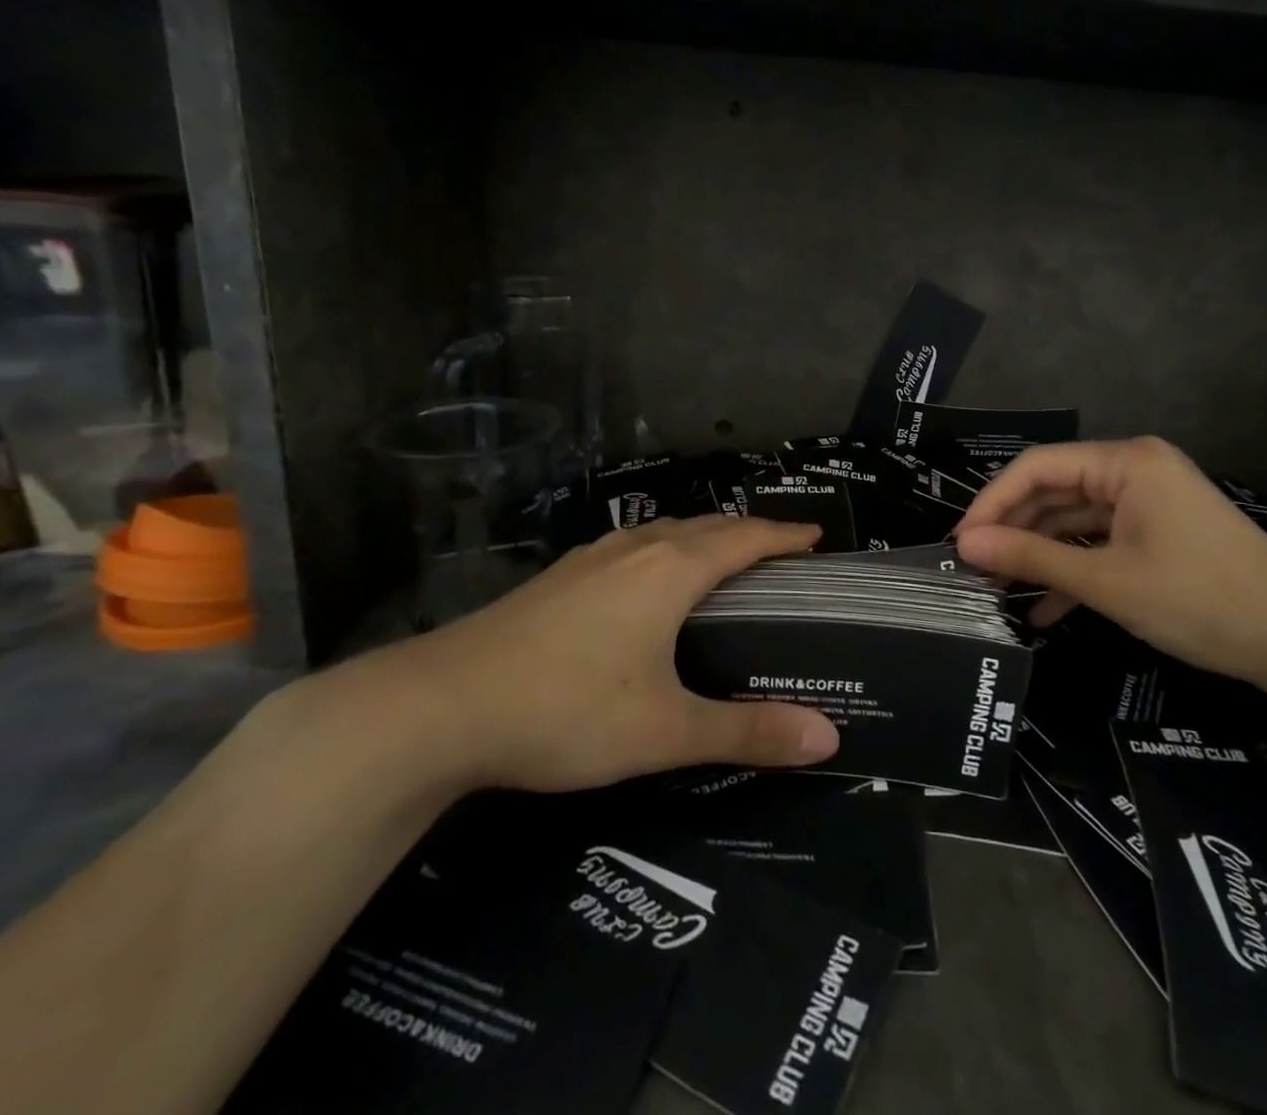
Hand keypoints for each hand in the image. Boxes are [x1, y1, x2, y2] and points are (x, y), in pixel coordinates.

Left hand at [375, 516, 839, 792]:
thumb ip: (747, 732)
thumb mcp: (664, 731)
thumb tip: (828, 739)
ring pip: (665, 533)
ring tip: (724, 565)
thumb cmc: (565, 709)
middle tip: (780, 555)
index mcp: (672, 570)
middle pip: (708, 526)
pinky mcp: (559, 577)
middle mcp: (636, 549)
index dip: (785, 535)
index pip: (746, 537)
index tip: (816, 537)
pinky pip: (633, 548)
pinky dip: (665, 552)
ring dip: (704, 539)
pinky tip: (648, 585)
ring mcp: (592, 559)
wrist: (438, 706)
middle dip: (749, 533)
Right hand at [954, 438, 1266, 685]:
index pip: (1038, 467)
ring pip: (1074, 520)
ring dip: (1039, 554)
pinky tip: (1042, 608)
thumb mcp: (1107, 580)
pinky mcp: (1156, 533)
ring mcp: (1147, 503)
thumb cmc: (1200, 600)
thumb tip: (965, 544)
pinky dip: (1072, 569)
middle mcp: (1134, 471)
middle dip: (1014, 530)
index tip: (960, 542)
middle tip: (973, 569)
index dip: (992, 502)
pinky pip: (1100, 542)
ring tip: (997, 588)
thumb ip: (1032, 557)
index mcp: (1126, 462)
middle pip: (1054, 491)